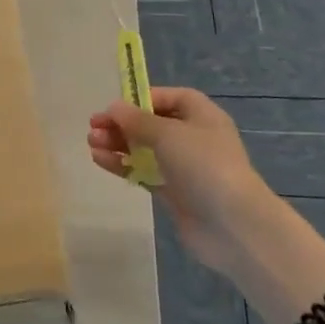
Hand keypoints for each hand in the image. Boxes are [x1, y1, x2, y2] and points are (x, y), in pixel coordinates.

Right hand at [88, 86, 277, 272]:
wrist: (232, 225)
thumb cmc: (203, 165)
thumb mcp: (167, 133)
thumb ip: (136, 120)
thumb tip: (113, 108)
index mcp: (202, 116)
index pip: (170, 98)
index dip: (142, 99)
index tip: (116, 107)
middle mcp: (194, 138)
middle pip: (152, 124)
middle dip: (122, 124)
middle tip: (94, 127)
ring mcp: (184, 167)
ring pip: (145, 149)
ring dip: (118, 144)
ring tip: (92, 143)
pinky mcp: (174, 192)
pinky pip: (144, 172)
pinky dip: (123, 165)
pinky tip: (100, 161)